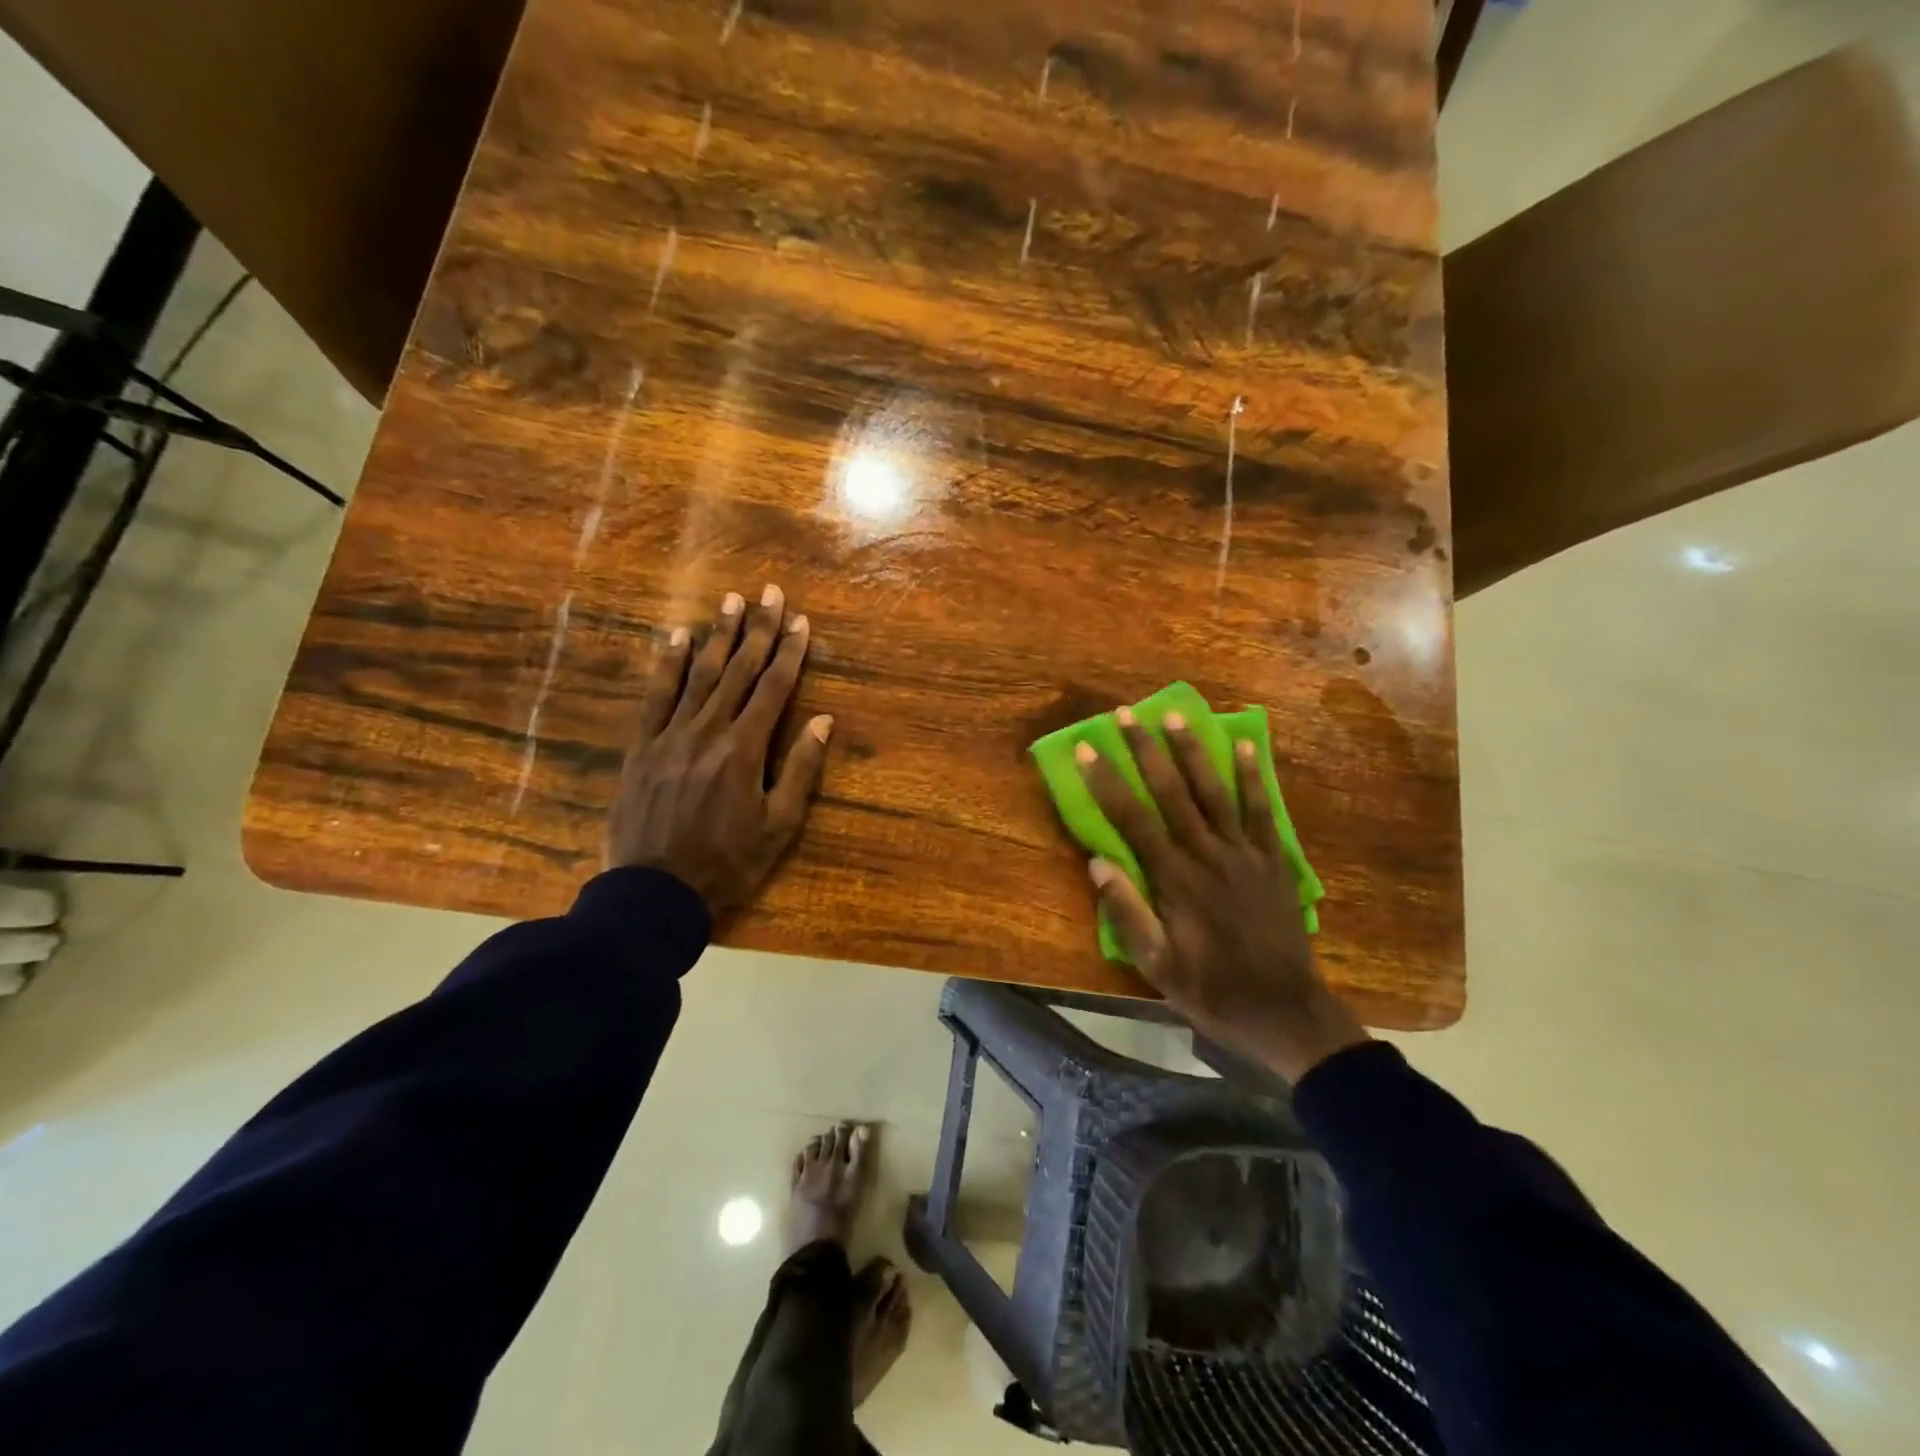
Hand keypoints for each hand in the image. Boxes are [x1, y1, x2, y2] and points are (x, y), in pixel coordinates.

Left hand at [606, 585, 830, 917]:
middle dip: (758, 630)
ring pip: (699, 675)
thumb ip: (801, 770)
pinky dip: (667, 664)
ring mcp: (670, 736)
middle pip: (739, 671)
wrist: (655, 892)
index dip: (790, 652)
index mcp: (745, 750)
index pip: (774, 688)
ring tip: (731, 601)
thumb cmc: (728, 863)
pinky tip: (677, 637)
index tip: (801, 622)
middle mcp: (708, 731)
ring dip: (718, 635)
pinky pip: (656, 696)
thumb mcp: (779, 825)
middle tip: (770, 593)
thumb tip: (822, 721)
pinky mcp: (642, 747)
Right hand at [1075, 709, 1368, 1083]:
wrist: (1285, 1011)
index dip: (1107, 782)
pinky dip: (1253, 777)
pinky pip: (1261, 811)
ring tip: (1176, 715)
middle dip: (1145, 750)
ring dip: (1193, 751)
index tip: (1087, 749)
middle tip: (1126, 714)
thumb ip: (1128, 912)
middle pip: (1172, 792)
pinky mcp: (1273, 860)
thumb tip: (1098, 861)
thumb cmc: (1212, 990)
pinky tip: (1245, 746)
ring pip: (1214, 792)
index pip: (1133, 820)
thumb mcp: (1157, 965)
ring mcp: (1245, 854)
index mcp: (1175, 880)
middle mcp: (1208, 855)